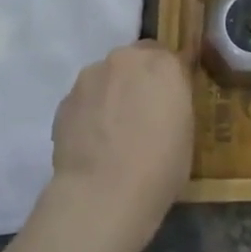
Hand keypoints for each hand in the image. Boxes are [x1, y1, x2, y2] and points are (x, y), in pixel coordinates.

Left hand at [44, 40, 193, 251]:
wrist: (103, 194)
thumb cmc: (160, 166)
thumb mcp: (186, 131)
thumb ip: (175, 103)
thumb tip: (164, 103)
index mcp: (163, 64)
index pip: (171, 57)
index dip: (171, 79)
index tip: (172, 101)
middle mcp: (126, 59)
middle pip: (135, 60)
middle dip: (139, 80)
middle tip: (143, 114)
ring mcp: (90, 78)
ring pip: (106, 78)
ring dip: (112, 94)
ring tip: (113, 133)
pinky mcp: (64, 101)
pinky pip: (84, 100)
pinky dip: (90, 113)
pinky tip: (93, 144)